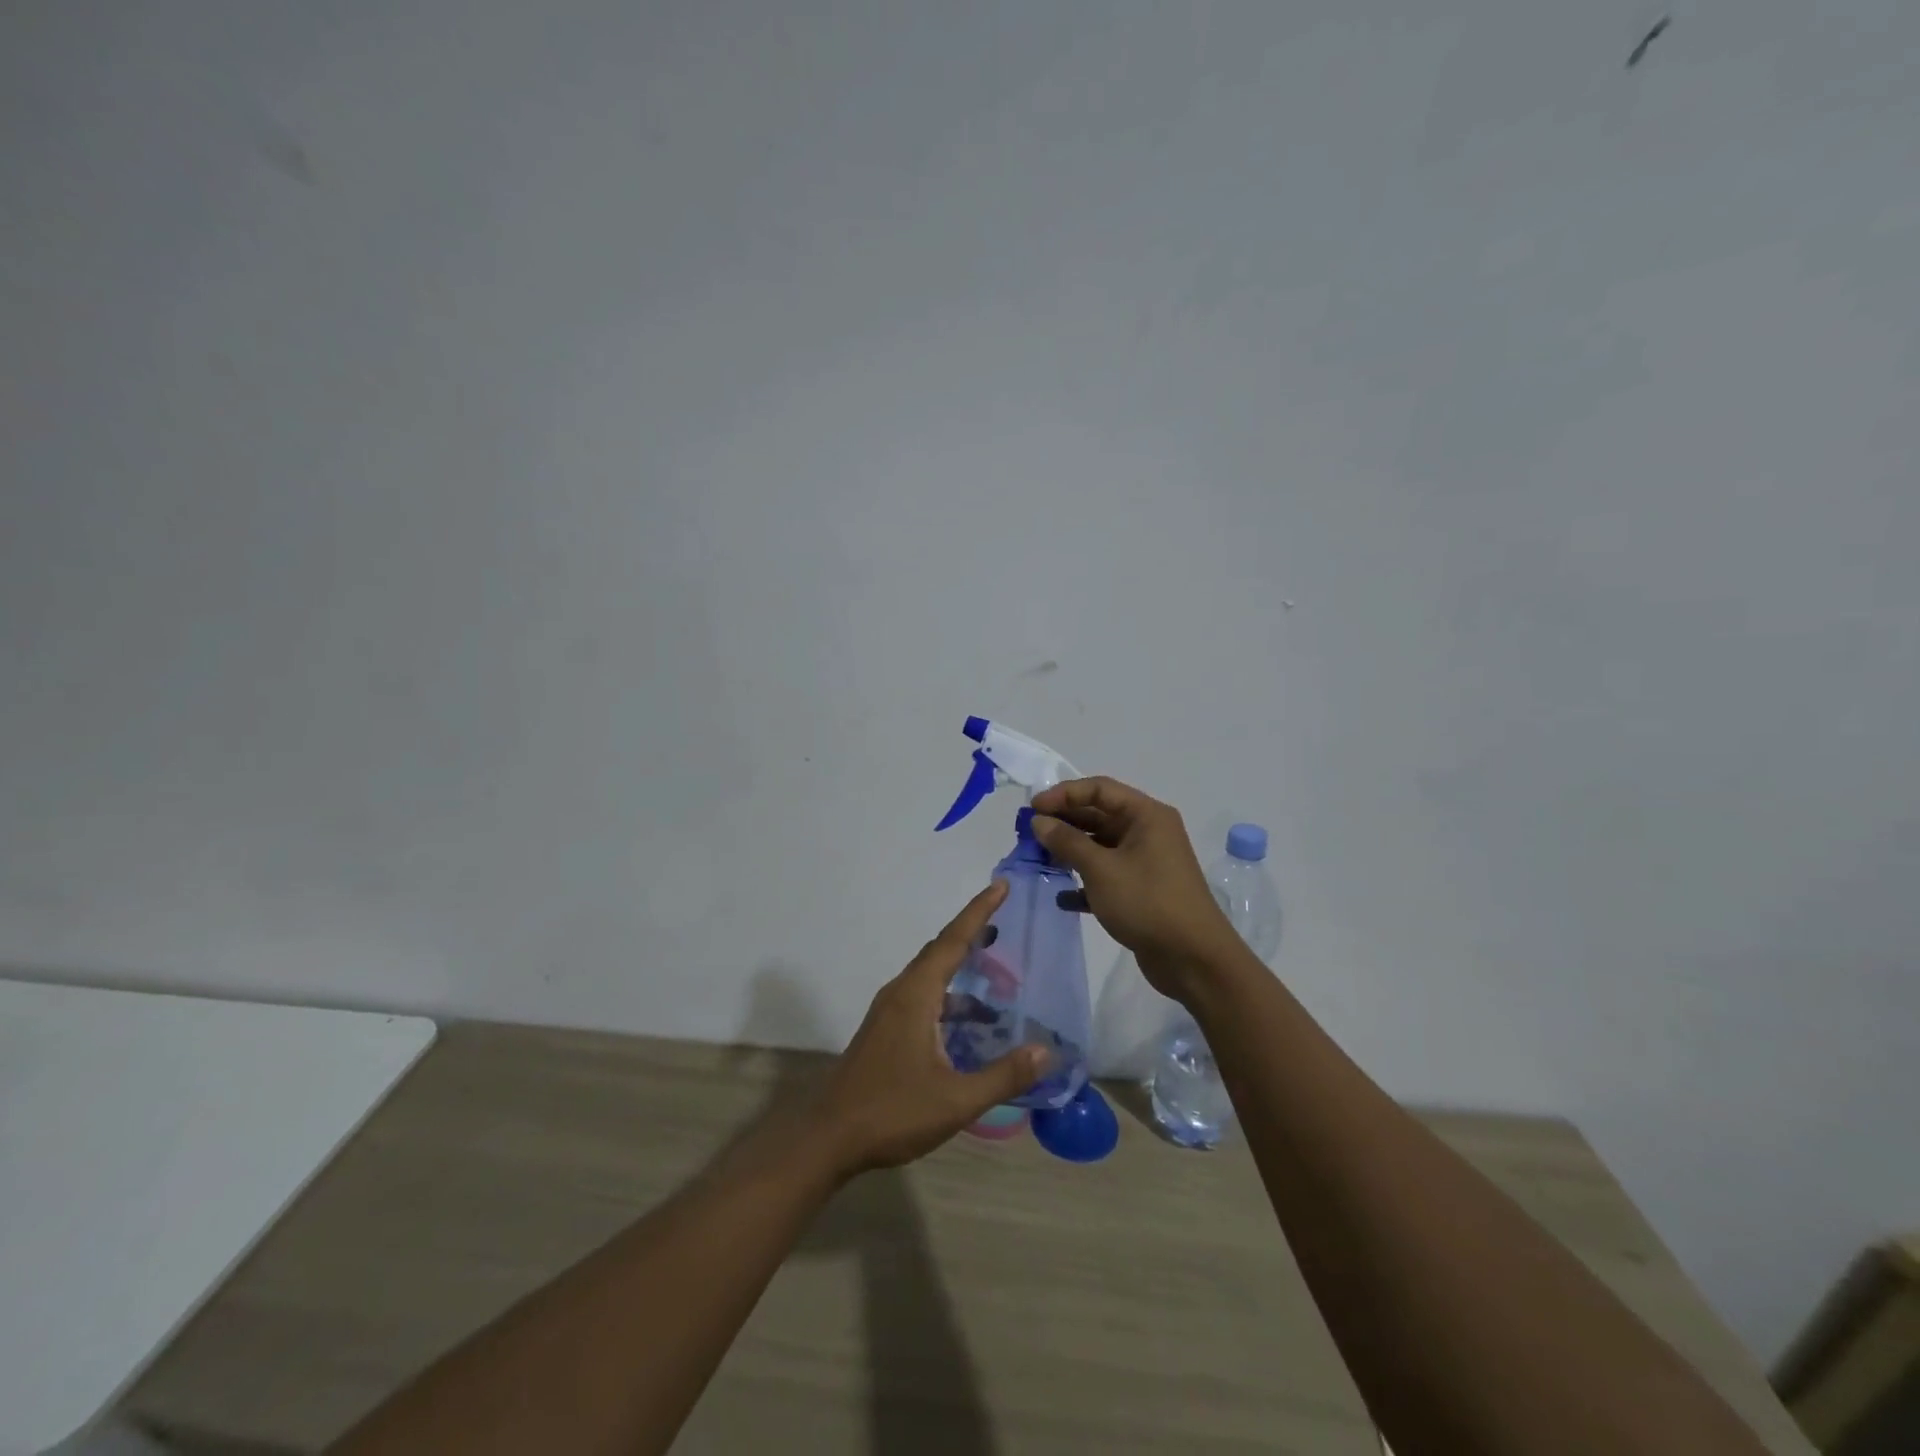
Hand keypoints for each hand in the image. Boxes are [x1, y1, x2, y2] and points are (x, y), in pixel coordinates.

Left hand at [812, 881, 1047, 1177]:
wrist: (830, 1137)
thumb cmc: (892, 1111)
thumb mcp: (956, 1098)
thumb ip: (1003, 1075)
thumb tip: (1044, 1052)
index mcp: (916, 995)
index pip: (952, 941)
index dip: (979, 912)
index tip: (1001, 886)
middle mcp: (901, 993)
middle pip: (940, 951)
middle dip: (972, 934)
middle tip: (1005, 923)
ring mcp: (889, 1012)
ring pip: (931, 977)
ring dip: (962, 971)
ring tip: (997, 979)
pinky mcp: (885, 1030)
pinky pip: (923, 997)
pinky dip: (949, 997)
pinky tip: (969, 1024)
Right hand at [1029, 776, 1242, 1001]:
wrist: (1194, 959)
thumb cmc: (1147, 903)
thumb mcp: (1101, 869)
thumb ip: (1067, 841)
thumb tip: (1039, 821)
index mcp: (1146, 815)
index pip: (1099, 789)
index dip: (1064, 794)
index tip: (1033, 809)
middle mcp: (1148, 832)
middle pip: (1099, 816)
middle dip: (1064, 823)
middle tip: (1029, 834)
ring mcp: (1146, 862)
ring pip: (1100, 847)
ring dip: (1071, 852)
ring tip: (1039, 861)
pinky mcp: (1141, 890)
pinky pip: (1107, 876)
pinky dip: (1085, 883)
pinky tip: (1062, 898)